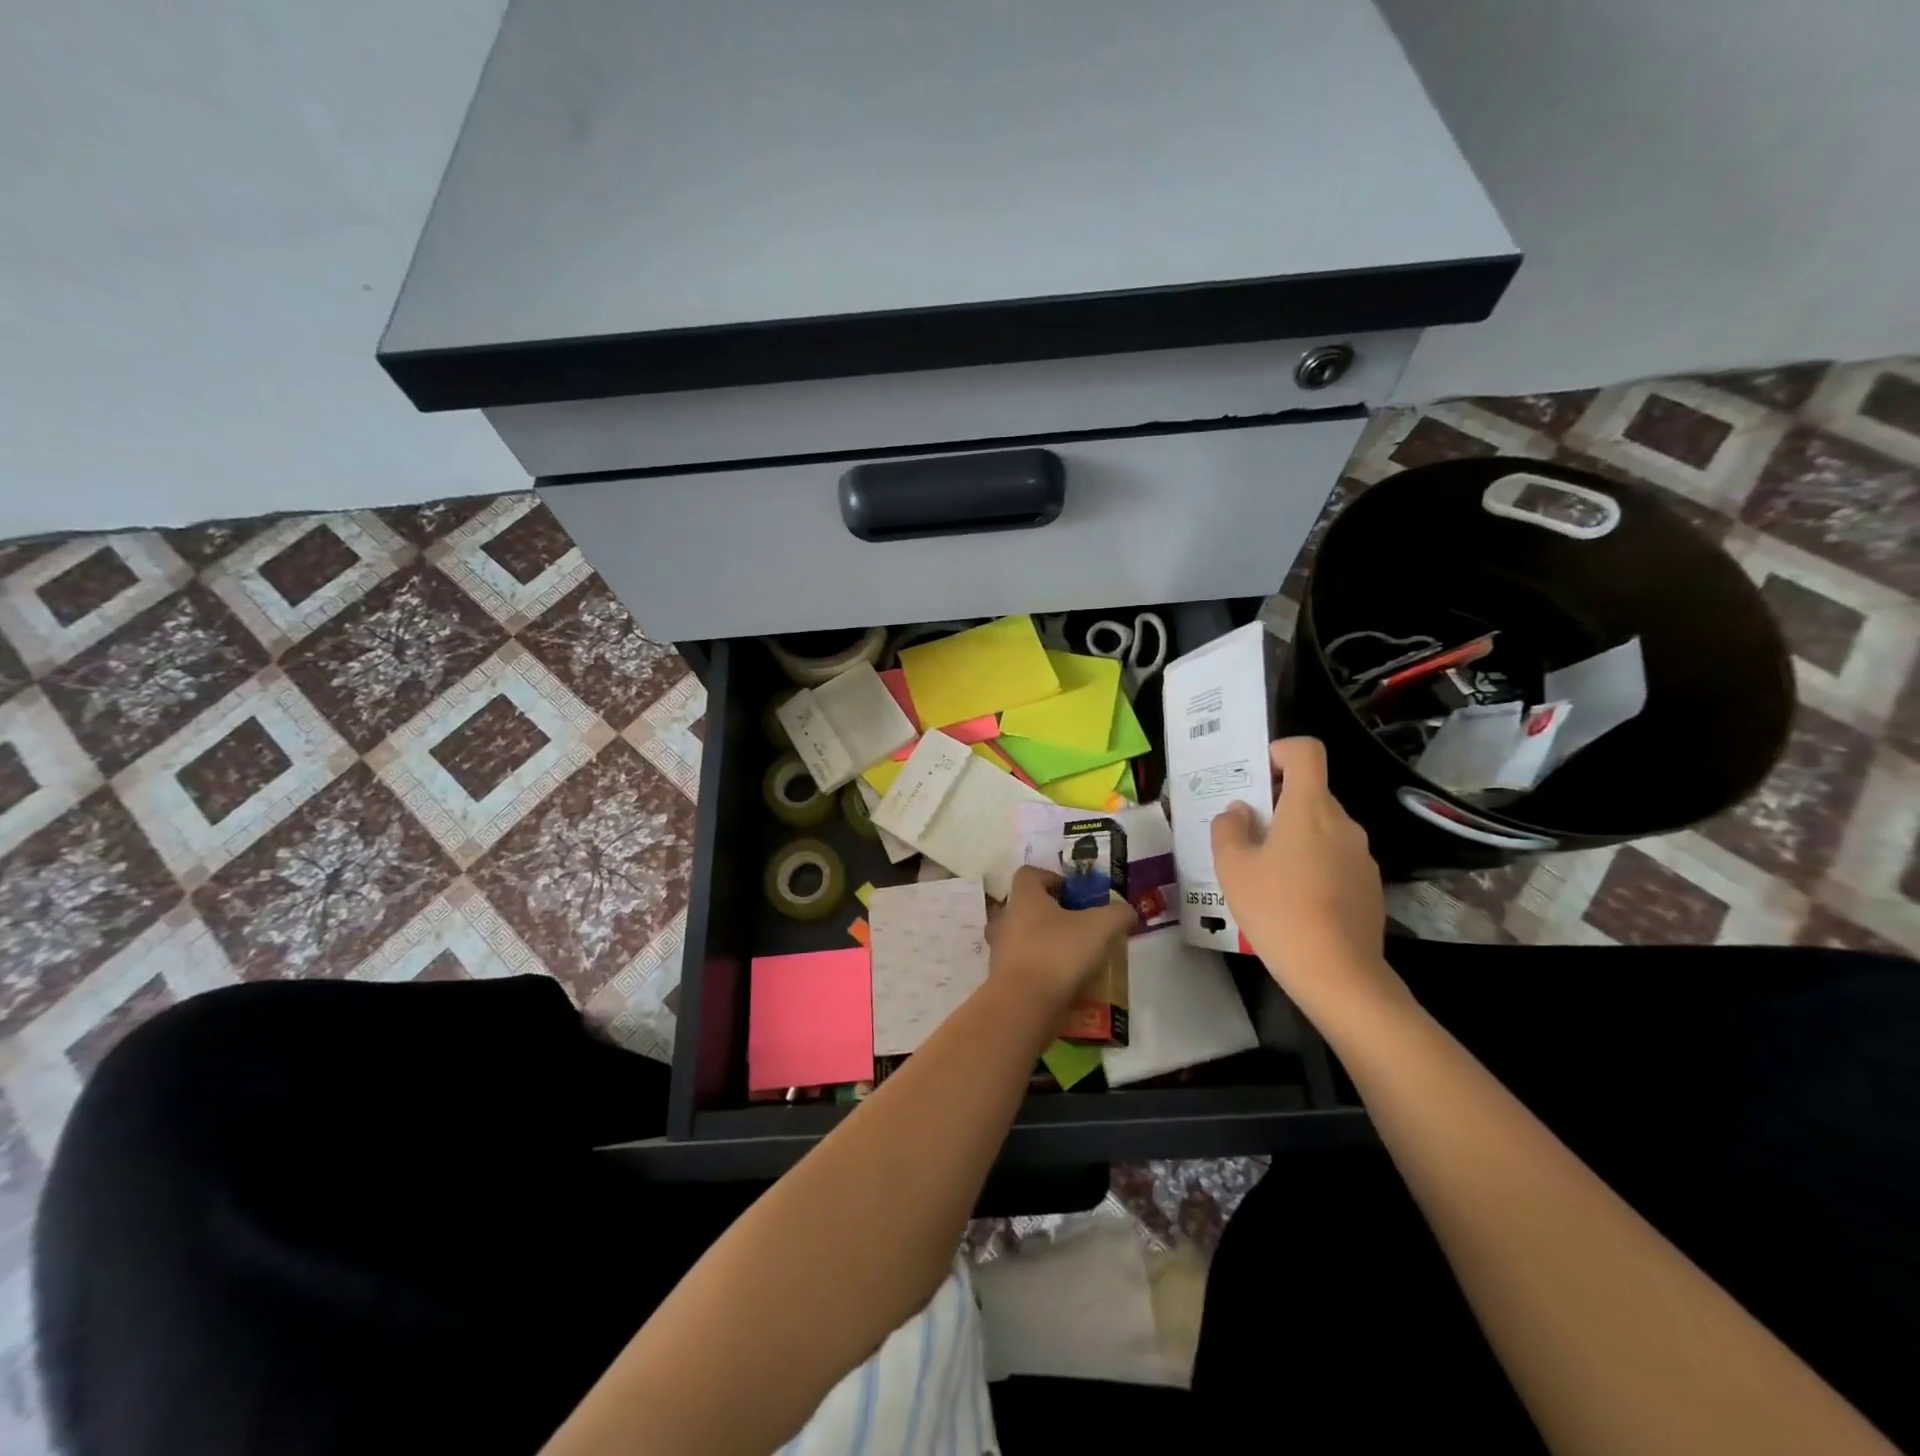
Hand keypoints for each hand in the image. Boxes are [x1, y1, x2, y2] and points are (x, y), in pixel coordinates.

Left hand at [988, 865, 1136, 1014]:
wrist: (1024, 1005)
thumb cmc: (1059, 953)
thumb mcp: (1101, 927)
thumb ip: (1118, 914)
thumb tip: (1127, 911)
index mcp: (1024, 896)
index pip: (1030, 874)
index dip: (1053, 878)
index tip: (1077, 895)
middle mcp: (1006, 918)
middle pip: (1028, 907)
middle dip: (1054, 915)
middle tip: (1082, 927)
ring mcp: (1000, 950)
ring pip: (1026, 938)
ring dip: (1048, 945)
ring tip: (1078, 959)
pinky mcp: (1002, 979)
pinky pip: (1026, 968)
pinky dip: (1043, 972)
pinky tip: (1067, 984)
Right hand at [1210, 738, 1398, 1017]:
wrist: (1337, 973)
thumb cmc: (1278, 910)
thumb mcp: (1233, 868)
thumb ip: (1229, 828)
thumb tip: (1240, 811)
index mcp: (1310, 808)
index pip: (1306, 752)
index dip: (1279, 752)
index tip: (1256, 777)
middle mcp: (1343, 823)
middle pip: (1310, 793)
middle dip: (1277, 804)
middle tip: (1245, 834)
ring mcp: (1362, 855)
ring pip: (1322, 828)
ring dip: (1294, 837)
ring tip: (1265, 873)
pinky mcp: (1370, 885)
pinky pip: (1336, 858)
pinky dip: (1313, 864)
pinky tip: (1293, 900)